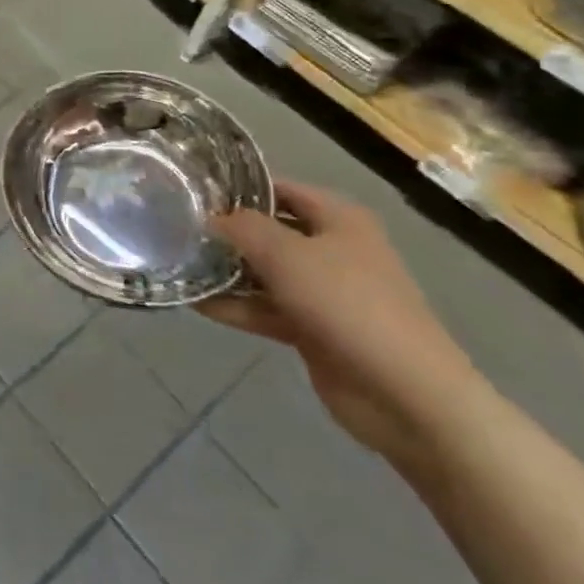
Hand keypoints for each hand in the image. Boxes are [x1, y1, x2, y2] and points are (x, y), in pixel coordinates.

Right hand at [204, 182, 482, 465]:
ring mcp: (325, 292)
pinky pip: (267, 308)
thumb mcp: (286, 254)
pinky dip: (237, 306)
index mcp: (339, 219)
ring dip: (227, 273)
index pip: (279, 189)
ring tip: (177, 266)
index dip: (238, 188)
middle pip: (270, 231)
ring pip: (265, 273)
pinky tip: (197, 304)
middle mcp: (333, 249)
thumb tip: (210, 217)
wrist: (406, 394)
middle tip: (176, 228)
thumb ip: (243, 227)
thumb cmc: (347, 304)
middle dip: (227, 232)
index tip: (193, 191)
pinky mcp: (315, 329)